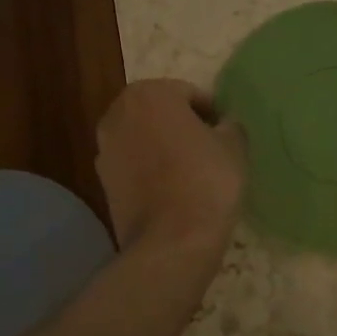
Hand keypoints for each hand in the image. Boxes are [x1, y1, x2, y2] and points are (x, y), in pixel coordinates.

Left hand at [96, 79, 246, 254]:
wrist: (172, 241)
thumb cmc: (207, 181)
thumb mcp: (234, 145)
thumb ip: (229, 125)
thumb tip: (224, 125)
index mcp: (149, 94)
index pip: (188, 94)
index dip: (211, 113)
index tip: (225, 134)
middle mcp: (117, 114)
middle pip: (158, 113)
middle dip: (180, 126)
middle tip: (208, 149)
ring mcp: (104, 149)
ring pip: (143, 139)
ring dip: (162, 147)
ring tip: (190, 171)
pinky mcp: (102, 182)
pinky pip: (133, 166)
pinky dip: (149, 171)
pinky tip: (172, 190)